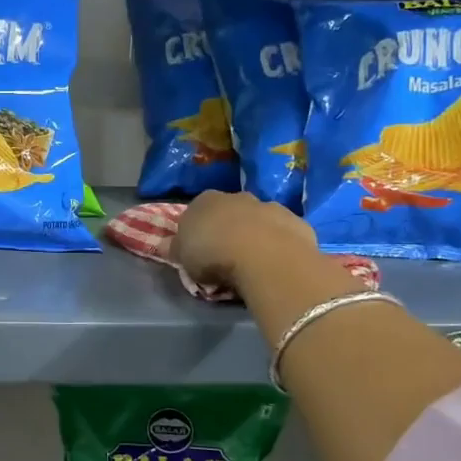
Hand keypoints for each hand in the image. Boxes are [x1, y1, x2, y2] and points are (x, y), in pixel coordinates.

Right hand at [171, 191, 317, 292]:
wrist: (264, 256)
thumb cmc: (213, 253)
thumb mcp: (182, 257)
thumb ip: (175, 248)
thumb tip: (165, 244)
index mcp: (205, 200)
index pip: (196, 211)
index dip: (197, 230)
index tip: (198, 250)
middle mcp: (237, 197)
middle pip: (229, 212)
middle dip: (228, 229)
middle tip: (226, 257)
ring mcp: (269, 206)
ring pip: (258, 220)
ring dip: (256, 235)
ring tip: (253, 263)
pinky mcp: (296, 221)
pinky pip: (283, 233)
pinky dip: (279, 244)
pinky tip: (276, 263)